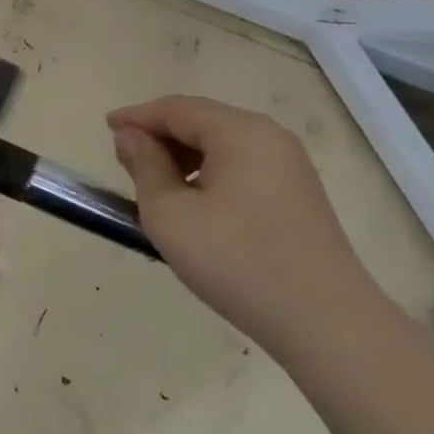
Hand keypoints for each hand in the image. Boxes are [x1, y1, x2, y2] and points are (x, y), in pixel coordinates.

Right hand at [107, 96, 385, 357]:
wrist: (327, 325)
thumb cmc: (238, 262)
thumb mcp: (171, 215)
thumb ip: (144, 167)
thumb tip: (131, 137)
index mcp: (240, 132)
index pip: (177, 109)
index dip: (137, 116)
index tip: (106, 128)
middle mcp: (270, 137)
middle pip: (202, 121)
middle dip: (161, 136)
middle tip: (126, 161)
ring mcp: (290, 166)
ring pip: (223, 145)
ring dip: (184, 157)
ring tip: (155, 186)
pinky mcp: (300, 195)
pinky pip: (243, 167)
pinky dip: (210, 174)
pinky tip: (196, 206)